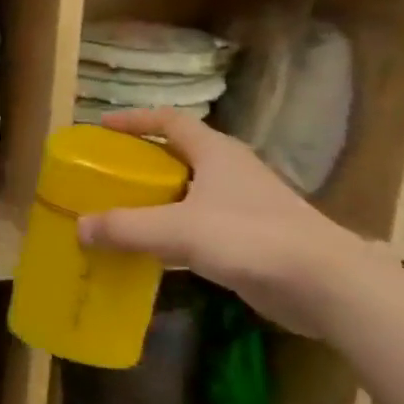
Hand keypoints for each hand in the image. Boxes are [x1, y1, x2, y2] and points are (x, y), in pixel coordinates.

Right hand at [75, 109, 369, 336]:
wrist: (323, 283)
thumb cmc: (250, 238)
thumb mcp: (178, 229)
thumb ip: (126, 227)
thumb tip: (80, 227)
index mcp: (216, 152)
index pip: (170, 120)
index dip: (136, 119)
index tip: (103, 126)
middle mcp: (231, 171)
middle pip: (180, 154)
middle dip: (144, 160)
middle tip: (108, 173)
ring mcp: (245, 204)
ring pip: (191, 191)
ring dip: (159, 197)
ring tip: (124, 211)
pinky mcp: (252, 237)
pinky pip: (202, 223)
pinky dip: (176, 229)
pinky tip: (157, 250)